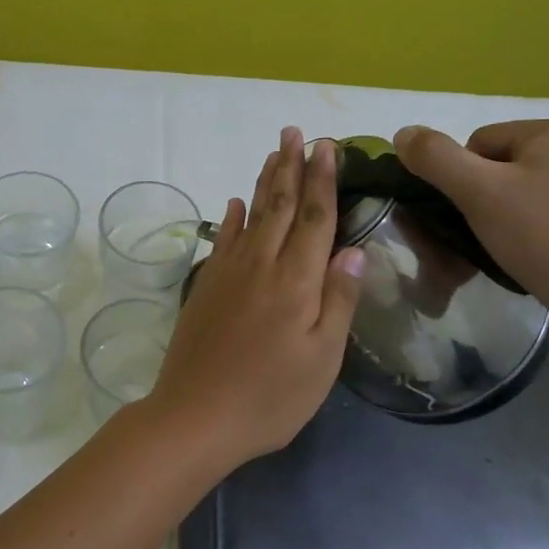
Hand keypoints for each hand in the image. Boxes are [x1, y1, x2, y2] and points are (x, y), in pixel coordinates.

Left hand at [146, 127, 363, 464]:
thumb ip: (338, 299)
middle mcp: (261, 264)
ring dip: (265, 182)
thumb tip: (353, 248)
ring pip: (251, 215)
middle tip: (297, 132)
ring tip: (274, 153)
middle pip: (280, 205)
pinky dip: (230, 217)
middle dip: (291, 166)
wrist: (196, 415)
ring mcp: (228, 273)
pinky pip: (222, 239)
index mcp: (296, 281)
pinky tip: (234, 203)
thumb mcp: (321, 358)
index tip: (328, 147)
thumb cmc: (270, 396)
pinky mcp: (205, 286)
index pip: (315, 218)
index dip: (323, 180)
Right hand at [393, 119, 548, 327]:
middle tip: (488, 233)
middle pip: (507, 162)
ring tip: (514, 246)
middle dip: (489, 195)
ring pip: (532, 186)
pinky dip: (542, 224)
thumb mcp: (477, 193)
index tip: (471, 214)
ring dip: (513, 210)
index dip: (463, 178)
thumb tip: (403, 133)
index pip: (481, 141)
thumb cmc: (542, 238)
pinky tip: (543, 251)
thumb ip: (434, 157)